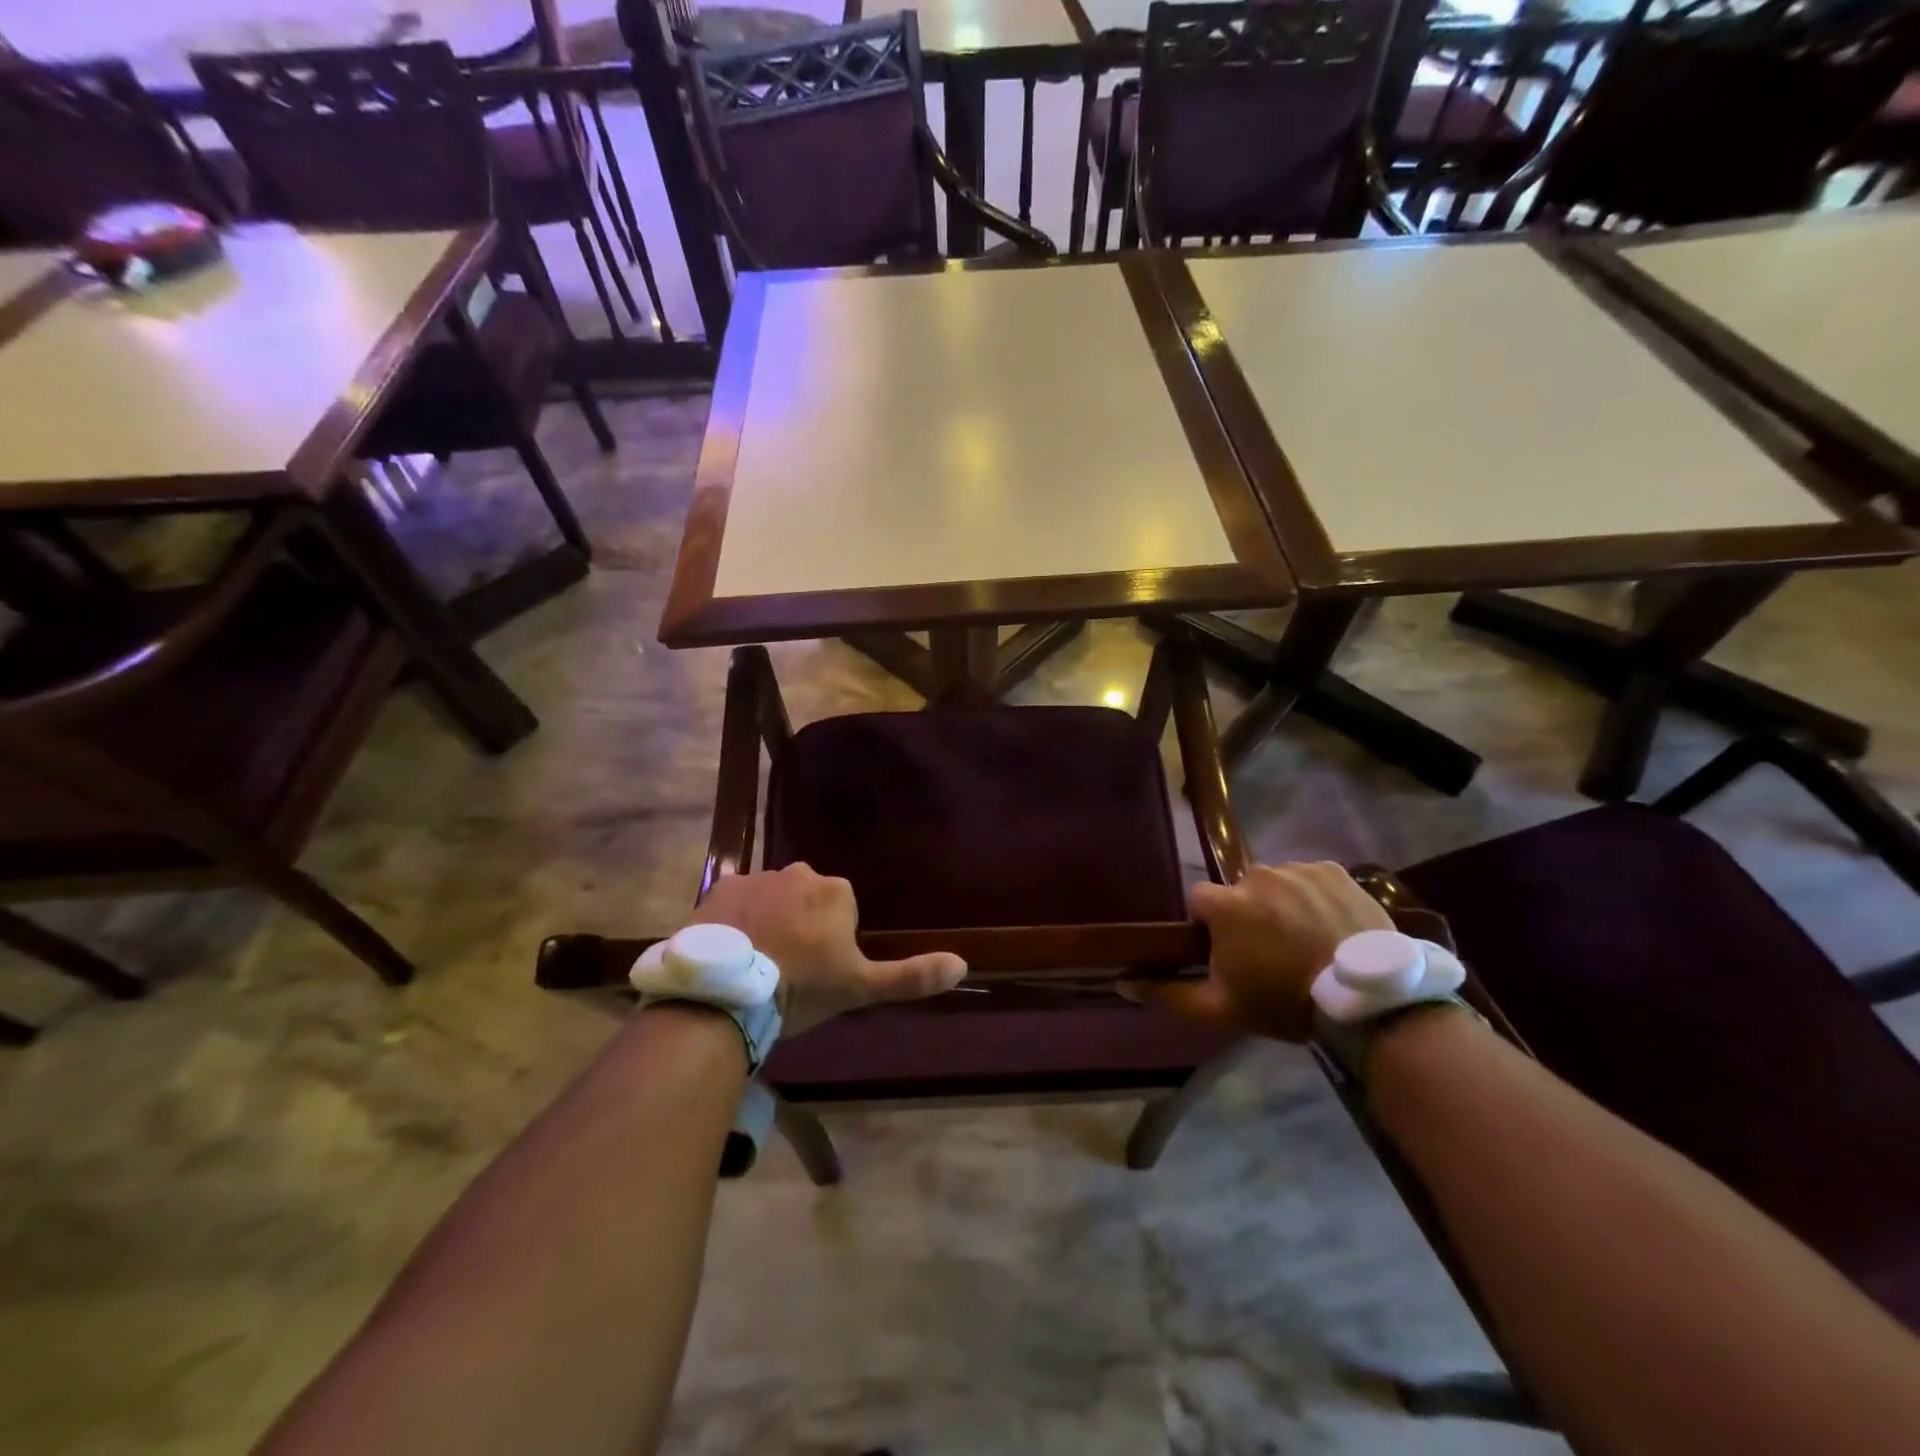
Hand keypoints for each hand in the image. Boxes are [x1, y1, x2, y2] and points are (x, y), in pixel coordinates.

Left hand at [686, 864, 966, 1037]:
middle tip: (788, 968)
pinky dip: (735, 920)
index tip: (818, 972)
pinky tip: (730, 952)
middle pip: (806, 898)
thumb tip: (963, 964)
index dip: (831, 941)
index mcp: (835, 891)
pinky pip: (735, 902)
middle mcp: (798, 873)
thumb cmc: (801, 989)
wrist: (727, 995)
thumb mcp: (860, 988)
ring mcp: (755, 878)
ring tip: (755, 963)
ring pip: (771, 898)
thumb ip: (911, 976)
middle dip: (801, 924)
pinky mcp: (719, 889)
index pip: (841, 909)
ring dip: (769, 920)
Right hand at [1121, 862, 1391, 1041]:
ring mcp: (1297, 869)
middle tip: (1272, 951)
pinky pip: (1310, 877)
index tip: (1228, 951)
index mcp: (1224, 904)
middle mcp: (1255, 875)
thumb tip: (1121, 983)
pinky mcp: (1333, 870)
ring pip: (1276, 883)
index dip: (1211, 926)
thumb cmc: (1285, 1002)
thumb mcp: (1221, 1008)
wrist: (1368, 1001)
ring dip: (1281, 904)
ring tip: (1306, 939)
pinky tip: (1330, 925)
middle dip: (1248, 914)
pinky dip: (1314, 896)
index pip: (1200, 900)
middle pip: (1239, 890)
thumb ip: (1168, 993)